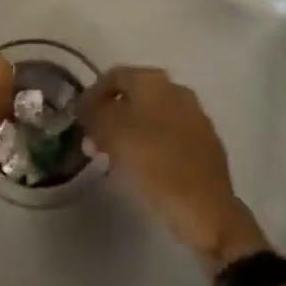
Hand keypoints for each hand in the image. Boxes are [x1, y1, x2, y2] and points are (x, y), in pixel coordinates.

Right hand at [73, 66, 269, 274]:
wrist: (205, 208)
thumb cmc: (153, 162)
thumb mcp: (110, 132)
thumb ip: (93, 113)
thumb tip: (87, 107)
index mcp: (153, 81)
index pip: (113, 77)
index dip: (91, 95)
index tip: (79, 119)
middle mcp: (177, 90)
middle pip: (133, 96)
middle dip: (110, 116)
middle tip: (93, 141)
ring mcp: (195, 117)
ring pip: (151, 117)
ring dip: (128, 132)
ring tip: (112, 157)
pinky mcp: (205, 144)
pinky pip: (168, 136)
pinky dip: (150, 145)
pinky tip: (140, 166)